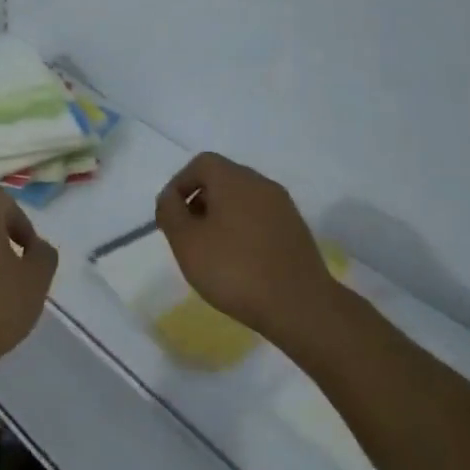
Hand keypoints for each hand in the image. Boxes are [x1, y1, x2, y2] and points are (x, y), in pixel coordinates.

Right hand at [155, 153, 340, 352]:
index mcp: (234, 179)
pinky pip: (260, 218)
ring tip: (210, 251)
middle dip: (199, 201)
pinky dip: (243, 230)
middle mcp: (261, 184)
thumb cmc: (234, 269)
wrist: (299, 305)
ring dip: (221, 217)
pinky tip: (238, 261)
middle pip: (222, 179)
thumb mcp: (186, 242)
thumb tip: (169, 197)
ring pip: (242, 200)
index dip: (179, 184)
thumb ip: (170, 212)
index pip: (201, 163)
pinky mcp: (296, 230)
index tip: (170, 215)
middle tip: (186, 234)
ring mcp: (283, 207)